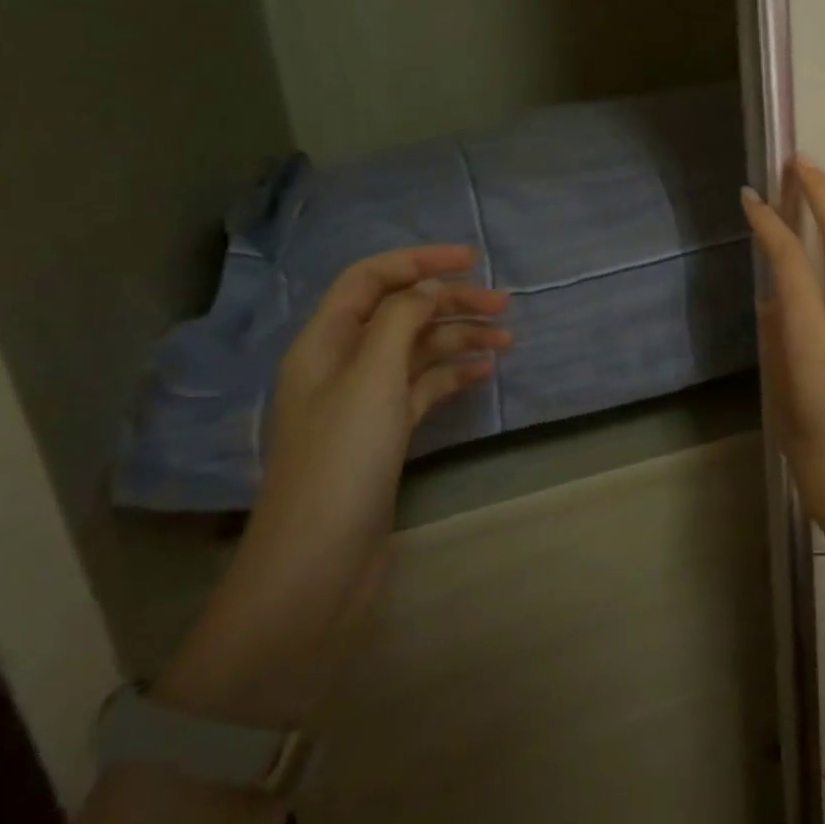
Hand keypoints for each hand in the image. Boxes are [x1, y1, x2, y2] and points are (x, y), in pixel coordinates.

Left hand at [155, 247, 509, 725]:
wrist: (318, 564)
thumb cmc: (342, 460)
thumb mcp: (372, 377)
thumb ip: (402, 318)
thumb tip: (429, 288)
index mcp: (325, 342)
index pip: (370, 278)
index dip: (419, 260)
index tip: (471, 259)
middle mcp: (342, 363)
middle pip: (401, 312)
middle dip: (451, 301)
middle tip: (504, 304)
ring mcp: (364, 400)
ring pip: (417, 350)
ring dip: (459, 338)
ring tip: (506, 342)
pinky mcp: (384, 432)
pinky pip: (423, 387)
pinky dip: (453, 374)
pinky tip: (484, 374)